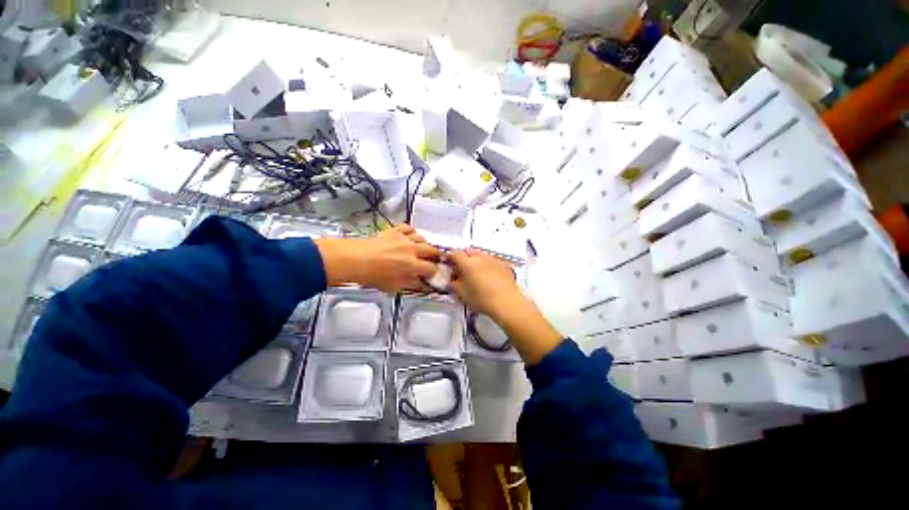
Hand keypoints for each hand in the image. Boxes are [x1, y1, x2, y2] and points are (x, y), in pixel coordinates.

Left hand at [315, 225, 441, 292]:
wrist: (354, 260)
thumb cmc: (372, 276)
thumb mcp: (394, 286)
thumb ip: (412, 284)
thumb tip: (423, 284)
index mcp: (412, 265)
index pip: (432, 268)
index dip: (435, 272)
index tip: (433, 275)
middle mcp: (412, 249)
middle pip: (432, 250)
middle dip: (435, 257)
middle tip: (433, 261)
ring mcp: (404, 238)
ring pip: (422, 238)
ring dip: (425, 244)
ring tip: (422, 249)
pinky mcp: (395, 231)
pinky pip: (409, 228)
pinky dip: (412, 233)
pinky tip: (411, 237)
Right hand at [447, 249, 525, 320]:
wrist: (506, 303)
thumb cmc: (482, 299)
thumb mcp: (462, 294)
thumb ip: (454, 285)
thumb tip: (452, 281)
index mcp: (467, 263)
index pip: (454, 254)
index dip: (449, 257)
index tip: (447, 261)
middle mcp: (480, 257)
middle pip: (468, 252)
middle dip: (463, 258)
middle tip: (460, 268)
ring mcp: (493, 260)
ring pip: (481, 255)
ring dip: (475, 260)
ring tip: (474, 272)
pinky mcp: (504, 265)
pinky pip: (492, 261)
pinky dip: (487, 265)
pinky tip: (488, 275)